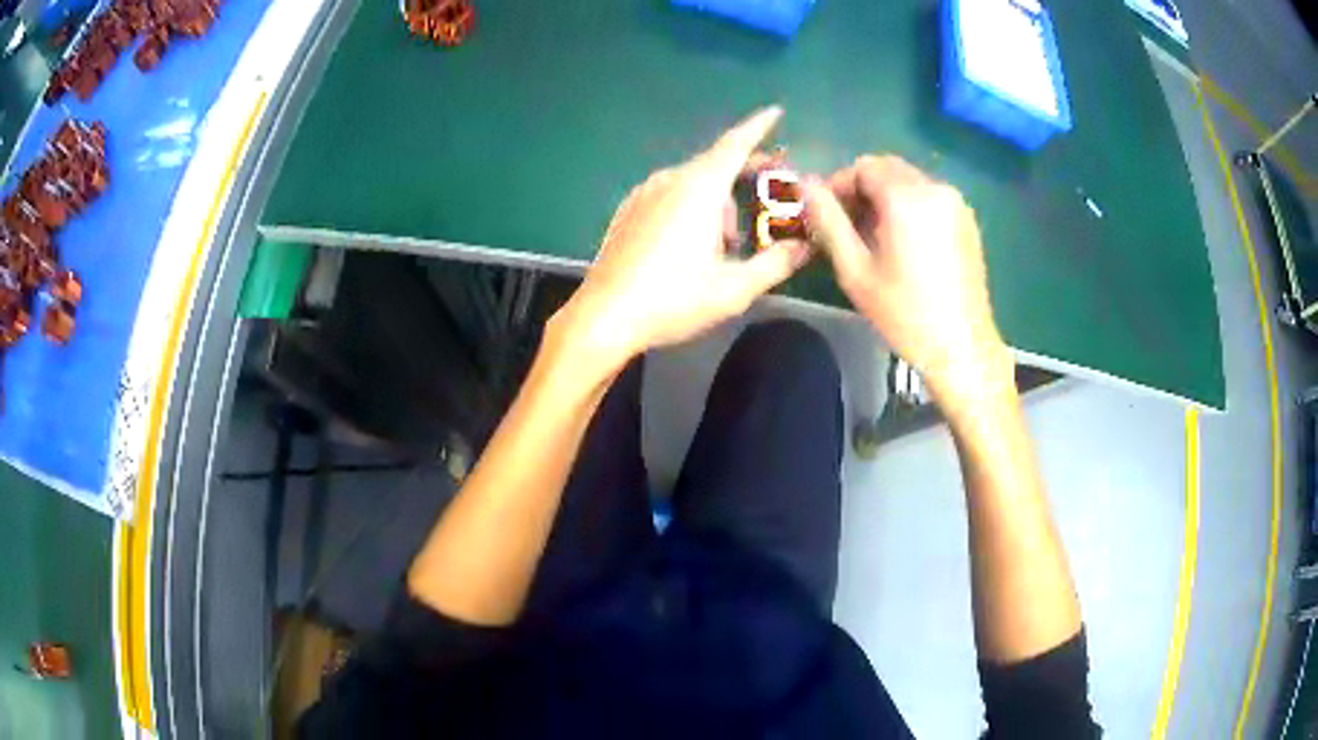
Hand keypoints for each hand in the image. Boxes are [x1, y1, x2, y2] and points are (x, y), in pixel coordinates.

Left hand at [554, 107, 811, 375]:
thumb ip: (776, 263)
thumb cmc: (672, 300)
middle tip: (773, 192)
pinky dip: (693, 206)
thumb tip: (804, 247)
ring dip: (720, 201)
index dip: (759, 127)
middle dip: (748, 174)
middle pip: (716, 164)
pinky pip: (670, 195)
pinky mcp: (628, 211)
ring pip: (693, 183)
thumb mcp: (734, 288)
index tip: (776, 112)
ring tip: (729, 244)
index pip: (735, 144)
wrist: (603, 317)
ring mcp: (643, 194)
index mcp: (698, 188)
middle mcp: (669, 180)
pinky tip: (693, 245)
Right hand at [805, 155, 1011, 405]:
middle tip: (848, 227)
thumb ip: (827, 221)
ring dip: (885, 198)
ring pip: (909, 181)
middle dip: (862, 189)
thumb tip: (803, 184)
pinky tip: (903, 244)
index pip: (863, 167)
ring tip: (874, 238)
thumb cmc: (904, 313)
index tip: (826, 215)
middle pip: (887, 169)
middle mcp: (935, 188)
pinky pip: (929, 197)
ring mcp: (956, 203)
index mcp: (906, 197)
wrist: (961, 346)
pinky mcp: (967, 219)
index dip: (839, 185)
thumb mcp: (855, 270)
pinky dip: (909, 207)